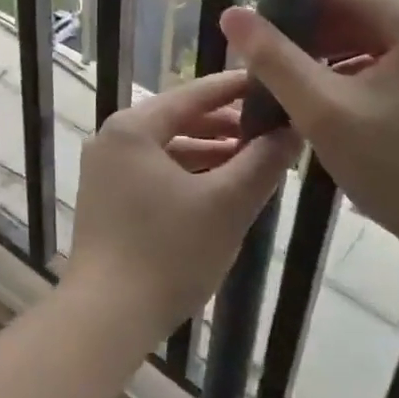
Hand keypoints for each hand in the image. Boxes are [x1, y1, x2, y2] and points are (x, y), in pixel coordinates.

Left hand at [65, 71, 300, 340]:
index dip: (235, 89)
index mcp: (133, 127)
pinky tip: (222, 189)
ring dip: (210, 153)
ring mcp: (106, 169)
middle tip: (272, 131)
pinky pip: (156, 172)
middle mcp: (113, 138)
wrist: (107, 314)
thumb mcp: (226, 205)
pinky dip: (189, 175)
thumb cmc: (168, 251)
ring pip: (168, 149)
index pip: (193, 95)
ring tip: (256, 160)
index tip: (272, 83)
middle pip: (178, 120)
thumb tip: (292, 131)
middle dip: (226, 126)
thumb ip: (261, 163)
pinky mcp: (108, 198)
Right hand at [220, 0, 398, 281]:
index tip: (263, 42)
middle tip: (274, 70)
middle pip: (359, 9)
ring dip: (332, 55)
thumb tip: (231, 14)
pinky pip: (394, 59)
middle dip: (312, 35)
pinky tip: (334, 104)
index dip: (294, 7)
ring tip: (297, 89)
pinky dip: (359, 72)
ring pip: (374, 35)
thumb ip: (273, 59)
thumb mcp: (322, 112)